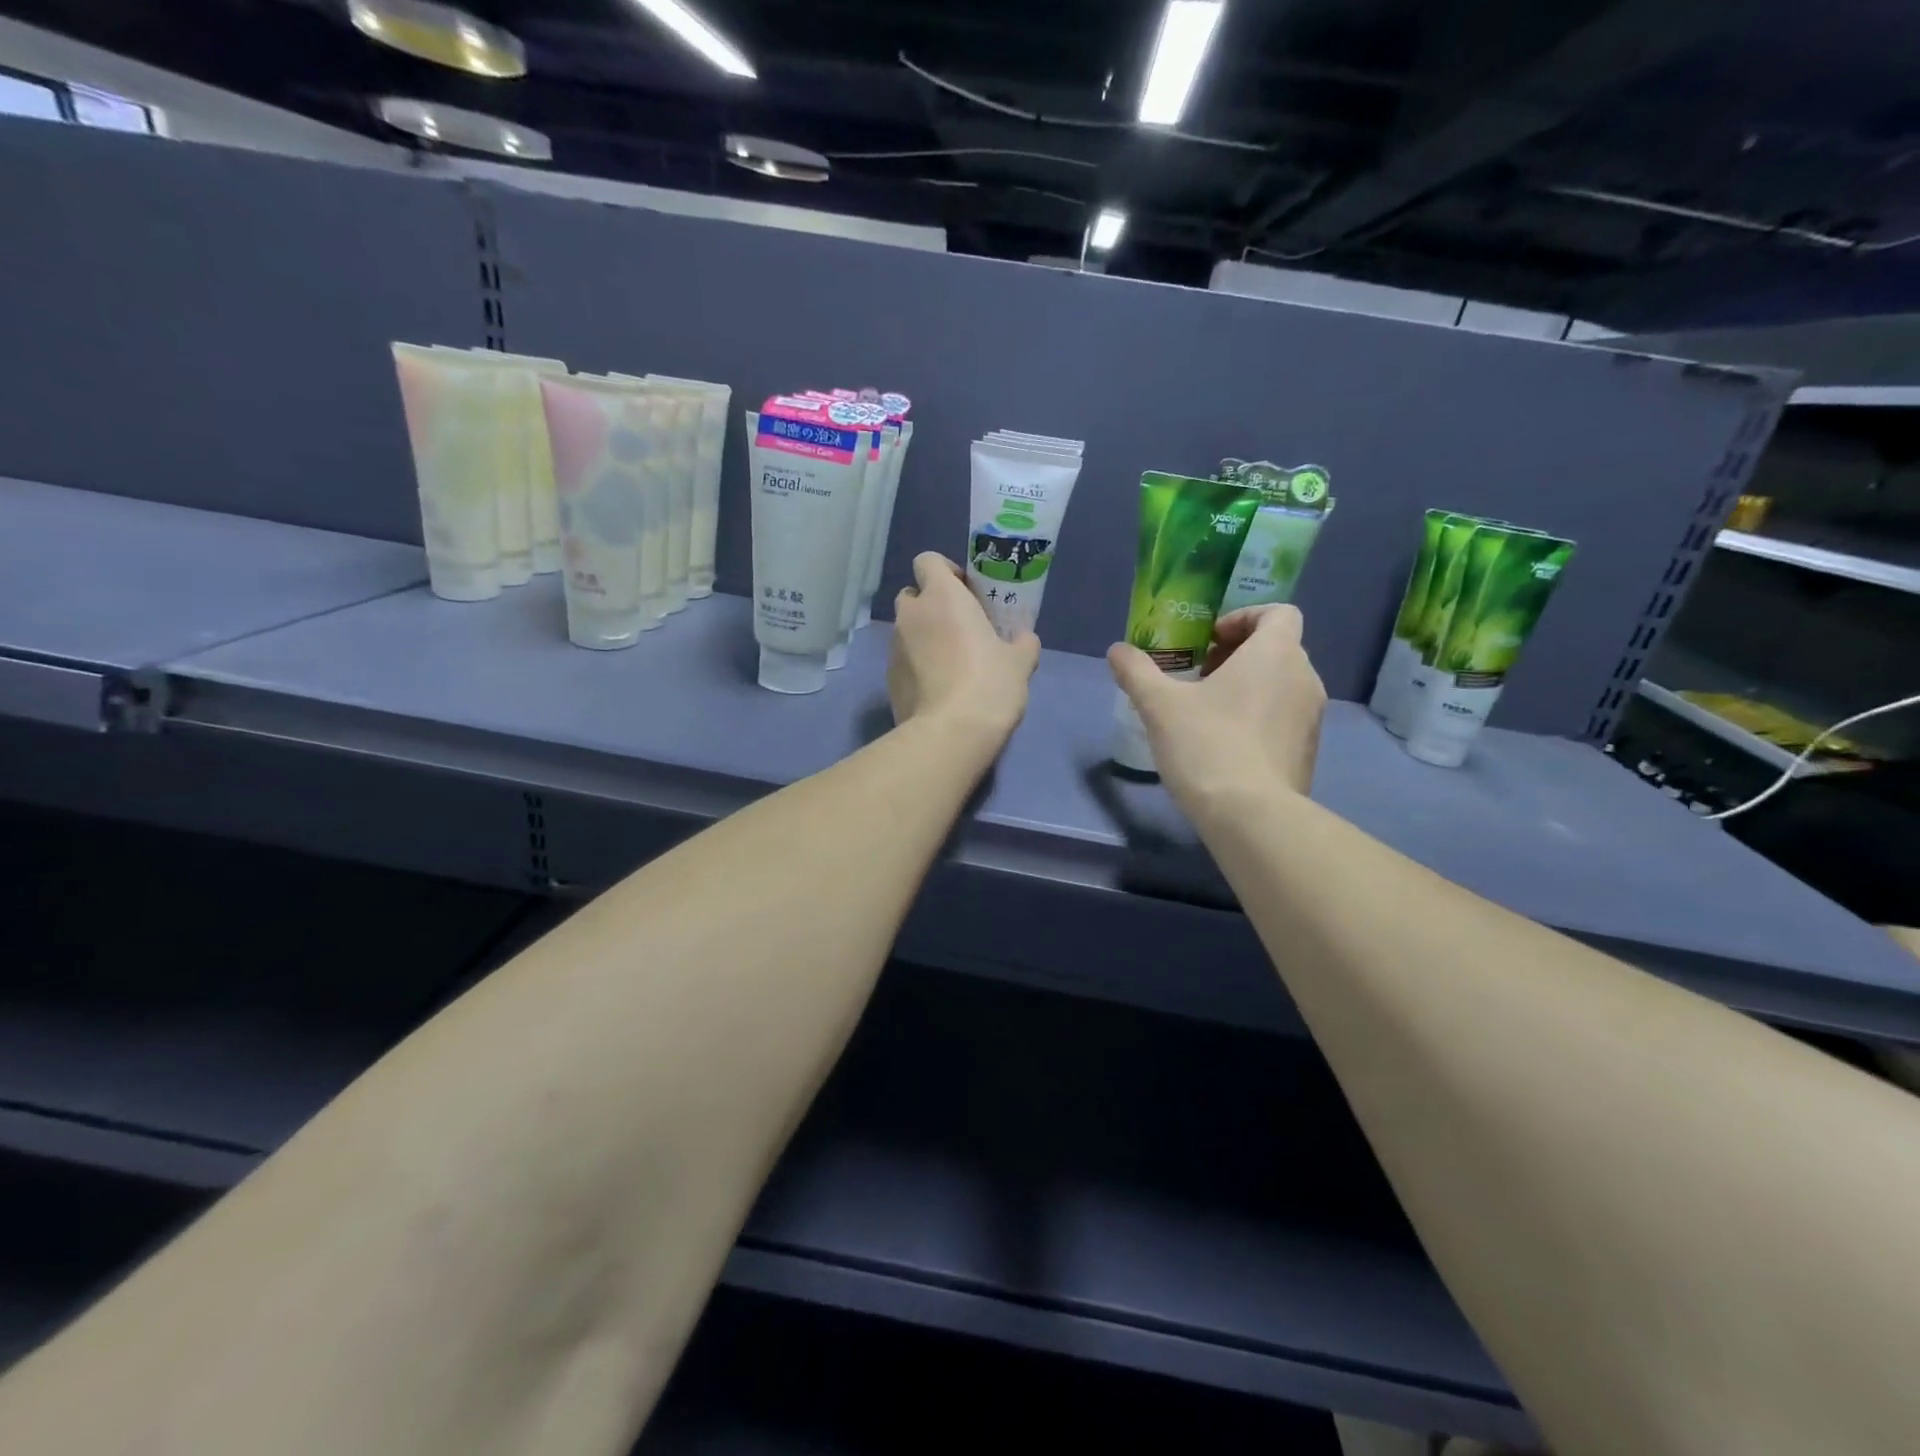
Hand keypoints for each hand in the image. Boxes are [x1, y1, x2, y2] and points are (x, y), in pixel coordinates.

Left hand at [889, 552, 1039, 742]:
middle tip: (960, 627)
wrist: (950, 733)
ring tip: (951, 664)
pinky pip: (903, 661)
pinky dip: (917, 666)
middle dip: (932, 605)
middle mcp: (911, 615)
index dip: (945, 571)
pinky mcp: (888, 679)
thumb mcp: (1020, 662)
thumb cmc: (989, 684)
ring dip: (924, 637)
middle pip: (913, 595)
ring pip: (907, 630)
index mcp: (942, 597)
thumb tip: (1023, 639)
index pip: (928, 561)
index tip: (966, 592)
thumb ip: (1022, 642)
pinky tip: (939, 689)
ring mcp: (894, 648)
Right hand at [1108, 604, 1324, 810]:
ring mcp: (1312, 718)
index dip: (1244, 618)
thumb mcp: (1159, 705)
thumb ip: (1137, 671)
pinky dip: (1260, 718)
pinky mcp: (1309, 751)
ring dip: (1249, 687)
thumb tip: (1117, 650)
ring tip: (1209, 712)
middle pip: (1278, 648)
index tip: (1210, 641)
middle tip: (1201, 676)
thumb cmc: (1207, 745)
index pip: (1278, 612)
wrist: (1251, 816)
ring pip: (1282, 685)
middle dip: (1239, 654)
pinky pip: (1285, 718)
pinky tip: (1226, 745)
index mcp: (1275, 654)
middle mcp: (1303, 678)